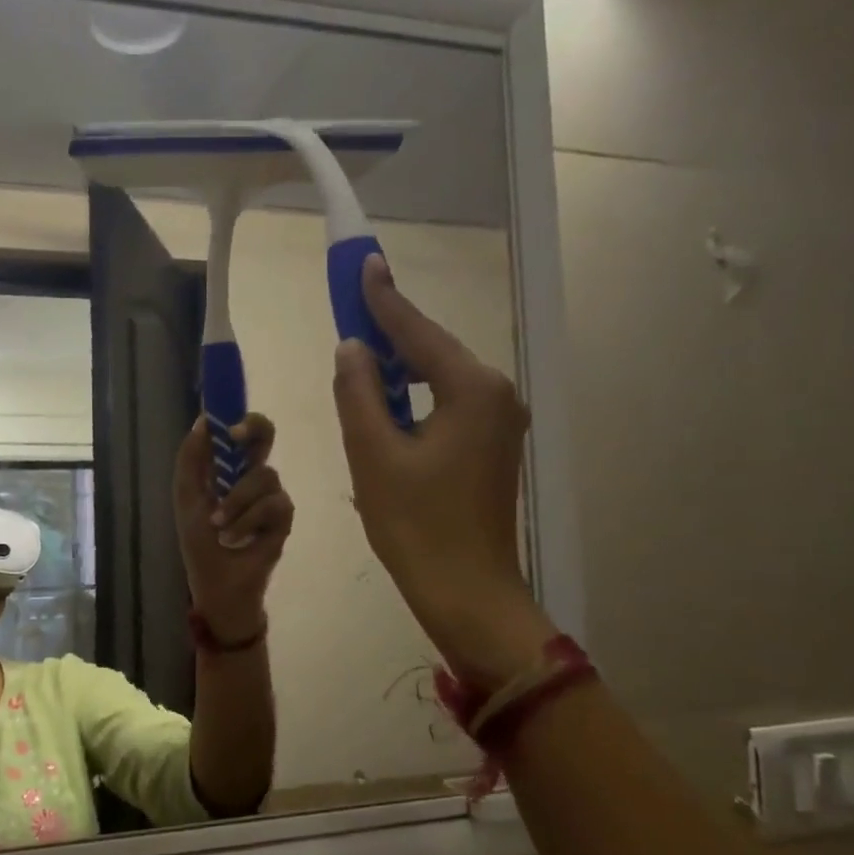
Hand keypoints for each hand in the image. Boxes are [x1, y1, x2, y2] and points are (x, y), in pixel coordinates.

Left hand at [173, 413, 294, 643]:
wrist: (218, 584)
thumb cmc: (200, 544)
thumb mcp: (187, 499)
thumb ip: (191, 460)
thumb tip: (202, 421)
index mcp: (227, 469)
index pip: (239, 432)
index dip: (236, 418)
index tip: (224, 421)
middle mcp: (252, 476)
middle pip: (265, 436)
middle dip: (254, 430)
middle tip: (236, 438)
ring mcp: (271, 496)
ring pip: (264, 476)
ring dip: (236, 502)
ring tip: (219, 527)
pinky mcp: (284, 518)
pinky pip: (273, 504)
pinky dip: (249, 521)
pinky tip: (237, 538)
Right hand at [332, 255, 556, 686]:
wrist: (466, 591)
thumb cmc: (415, 524)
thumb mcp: (373, 454)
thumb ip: (359, 392)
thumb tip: (353, 348)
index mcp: (473, 389)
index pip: (418, 332)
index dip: (384, 299)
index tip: (364, 263)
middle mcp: (498, 395)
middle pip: (434, 352)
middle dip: (392, 334)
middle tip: (352, 314)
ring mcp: (502, 423)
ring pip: (441, 381)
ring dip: (401, 371)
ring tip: (361, 362)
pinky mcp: (494, 448)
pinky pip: (449, 406)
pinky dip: (416, 399)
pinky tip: (388, 407)